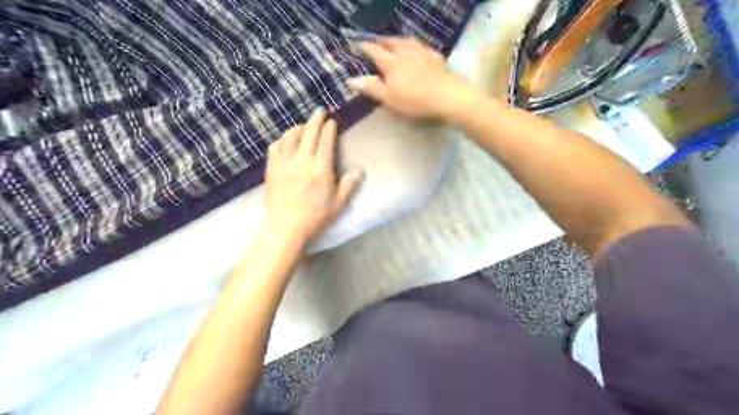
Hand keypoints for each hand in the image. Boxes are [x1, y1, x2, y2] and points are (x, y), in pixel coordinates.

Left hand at [262, 109, 362, 242]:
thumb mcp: (338, 204)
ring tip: (304, 125)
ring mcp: (285, 161)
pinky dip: (282, 140)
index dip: (330, 128)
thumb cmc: (315, 217)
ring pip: (291, 135)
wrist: (285, 227)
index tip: (333, 121)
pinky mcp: (272, 167)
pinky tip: (286, 142)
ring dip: (299, 127)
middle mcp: (303, 159)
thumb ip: (349, 185)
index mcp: (321, 167)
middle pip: (309, 131)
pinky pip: (275, 146)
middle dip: (316, 119)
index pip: (326, 140)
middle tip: (320, 111)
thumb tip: (359, 170)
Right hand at [348, 36, 478, 118]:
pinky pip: (422, 46)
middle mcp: (405, 52)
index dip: (363, 47)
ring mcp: (422, 53)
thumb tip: (351, 79)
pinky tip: (417, 48)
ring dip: (396, 40)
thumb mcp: (389, 98)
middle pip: (390, 42)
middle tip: (374, 41)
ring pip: (406, 41)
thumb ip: (371, 87)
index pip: (373, 51)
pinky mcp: (436, 57)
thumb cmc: (415, 101)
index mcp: (391, 62)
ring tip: (393, 41)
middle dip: (380, 41)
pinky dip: (414, 45)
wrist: (448, 96)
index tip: (354, 45)